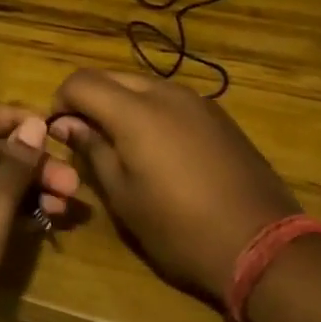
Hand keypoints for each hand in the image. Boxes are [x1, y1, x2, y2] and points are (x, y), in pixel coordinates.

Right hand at [49, 70, 300, 302]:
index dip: (61, 101)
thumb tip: (67, 124)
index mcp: (135, 111)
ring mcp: (197, 101)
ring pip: (144, 86)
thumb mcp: (124, 197)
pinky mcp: (219, 116)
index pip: (82, 81)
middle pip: (112, 77)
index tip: (59, 133)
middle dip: (91, 100)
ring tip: (122, 147)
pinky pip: (172, 100)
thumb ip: (93, 150)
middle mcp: (166, 93)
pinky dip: (152, 112)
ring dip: (122, 105)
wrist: (261, 243)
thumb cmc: (179, 229)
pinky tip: (160, 150)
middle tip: (86, 140)